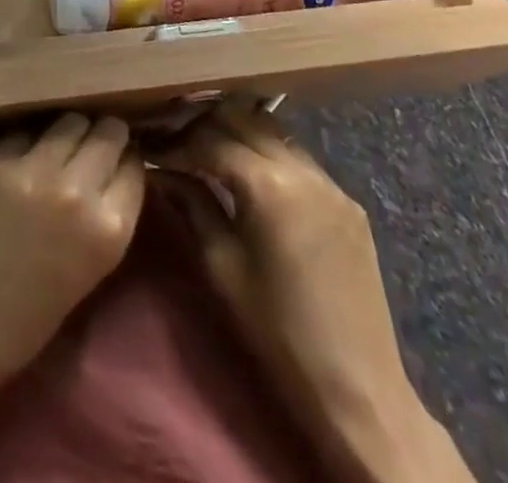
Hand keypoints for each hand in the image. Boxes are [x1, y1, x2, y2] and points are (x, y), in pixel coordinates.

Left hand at [0, 114, 143, 390]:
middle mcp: (76, 190)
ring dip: (70, 131)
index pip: (134, 167)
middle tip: (94, 143)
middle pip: (107, 133)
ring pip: (69, 121)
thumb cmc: (27, 318)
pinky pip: (25, 132)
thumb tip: (110, 172)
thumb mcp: (89, 270)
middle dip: (105, 136)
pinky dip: (30, 141)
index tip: (119, 160)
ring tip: (61, 144)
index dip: (128, 161)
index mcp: (108, 230)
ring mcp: (32, 168)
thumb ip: (103, 217)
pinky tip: (23, 156)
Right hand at [160, 102, 466, 480]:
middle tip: (177, 145)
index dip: (174, 143)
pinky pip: (297, 156)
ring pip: (272, 129)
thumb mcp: (220, 265)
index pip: (209, 139)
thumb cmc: (277, 330)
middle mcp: (302, 168)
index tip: (150, 151)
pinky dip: (267, 154)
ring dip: (238, 133)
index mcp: (268, 185)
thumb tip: (162, 170)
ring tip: (210, 153)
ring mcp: (331, 182)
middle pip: (242, 118)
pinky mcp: (348, 201)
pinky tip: (251, 178)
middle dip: (204, 126)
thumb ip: (192, 204)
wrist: (358, 389)